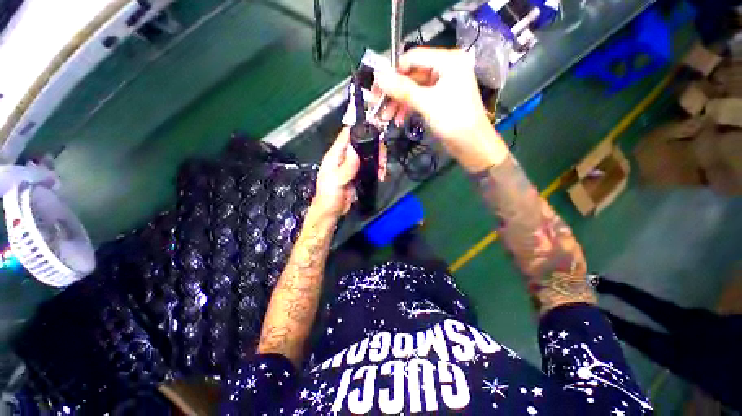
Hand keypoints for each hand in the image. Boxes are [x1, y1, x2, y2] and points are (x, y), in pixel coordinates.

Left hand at [312, 128, 387, 217]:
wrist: (331, 212)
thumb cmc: (329, 197)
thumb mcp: (336, 181)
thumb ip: (346, 166)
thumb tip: (354, 148)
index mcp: (334, 156)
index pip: (346, 135)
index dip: (359, 129)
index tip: (375, 129)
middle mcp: (343, 157)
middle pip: (361, 144)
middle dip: (375, 148)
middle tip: (383, 159)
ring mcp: (351, 166)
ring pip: (368, 155)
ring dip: (378, 159)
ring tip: (382, 169)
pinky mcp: (357, 174)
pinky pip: (369, 166)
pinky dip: (377, 168)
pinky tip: (381, 174)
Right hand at [373, 47, 508, 171]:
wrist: (472, 145)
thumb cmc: (453, 120)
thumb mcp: (426, 103)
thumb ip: (402, 89)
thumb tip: (378, 76)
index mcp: (448, 60)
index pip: (413, 57)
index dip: (393, 72)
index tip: (378, 88)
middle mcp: (445, 68)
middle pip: (412, 74)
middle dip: (394, 91)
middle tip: (377, 104)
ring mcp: (442, 85)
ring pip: (413, 89)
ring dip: (398, 102)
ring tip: (386, 117)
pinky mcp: (439, 99)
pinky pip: (419, 98)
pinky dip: (407, 108)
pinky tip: (398, 119)